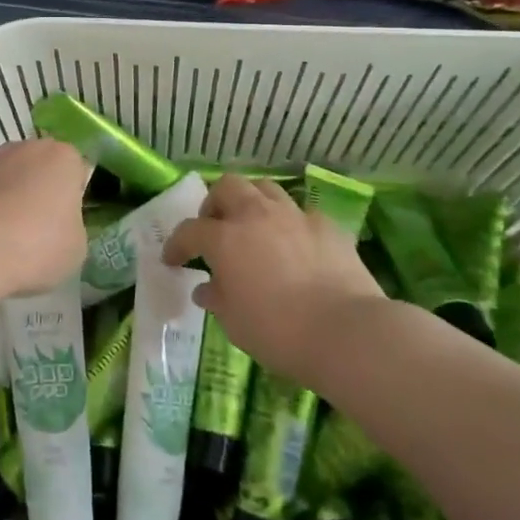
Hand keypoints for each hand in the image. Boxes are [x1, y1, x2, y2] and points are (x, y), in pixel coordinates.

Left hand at [0, 138, 90, 299]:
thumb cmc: (38, 244)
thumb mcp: (76, 247)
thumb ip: (72, 227)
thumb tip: (58, 227)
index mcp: (64, 157)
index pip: (76, 171)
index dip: (73, 198)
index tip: (66, 224)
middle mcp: (28, 148)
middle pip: (41, 169)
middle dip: (41, 193)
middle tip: (40, 231)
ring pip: (11, 179)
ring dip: (12, 199)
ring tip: (10, 239)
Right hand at [163, 175, 383, 386]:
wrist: (347, 332)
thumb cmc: (279, 332)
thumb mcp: (234, 323)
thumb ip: (216, 299)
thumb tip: (206, 288)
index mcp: (225, 239)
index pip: (189, 231)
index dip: (176, 245)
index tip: (173, 260)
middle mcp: (256, 216)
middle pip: (226, 187)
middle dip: (214, 204)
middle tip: (214, 228)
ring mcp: (294, 216)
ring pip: (265, 188)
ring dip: (251, 202)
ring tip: (253, 226)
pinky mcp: (327, 225)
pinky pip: (300, 212)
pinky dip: (289, 223)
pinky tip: (294, 244)